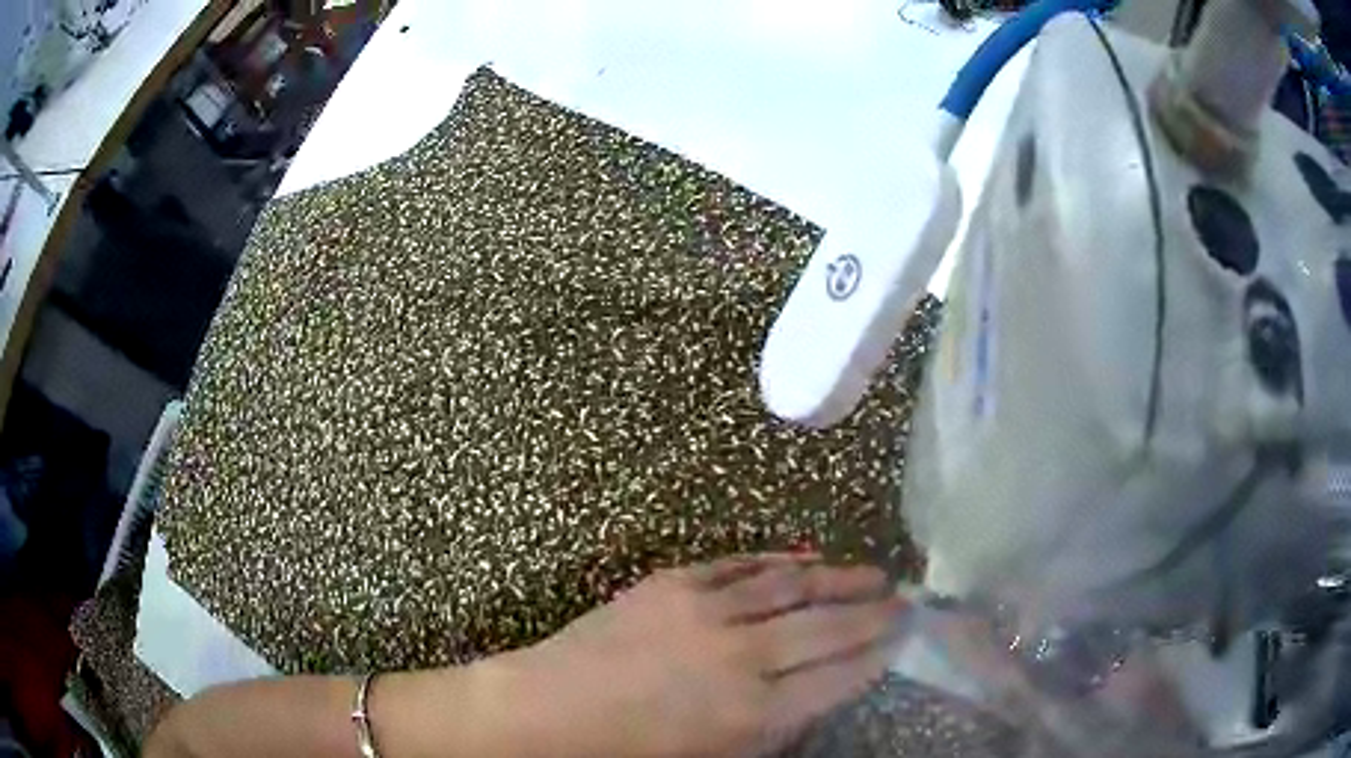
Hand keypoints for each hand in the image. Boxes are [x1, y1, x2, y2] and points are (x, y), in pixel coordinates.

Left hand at [492, 554, 903, 757]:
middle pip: (827, 627)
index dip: (876, 655)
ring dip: (838, 578)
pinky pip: (739, 565)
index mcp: (753, 713)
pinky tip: (804, 559)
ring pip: (791, 586)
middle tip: (904, 599)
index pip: (839, 677)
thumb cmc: (631, 752)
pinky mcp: (672, 583)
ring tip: (873, 573)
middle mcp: (740, 658)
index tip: (903, 639)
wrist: (550, 710)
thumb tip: (818, 696)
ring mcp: (704, 612)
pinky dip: (778, 561)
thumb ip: (775, 731)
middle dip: (873, 613)